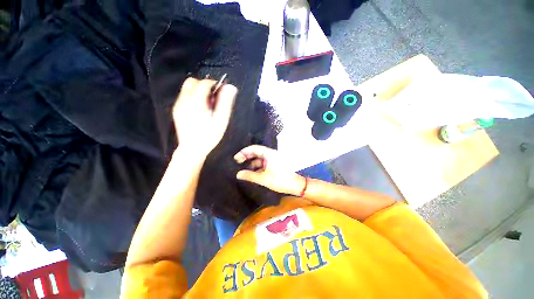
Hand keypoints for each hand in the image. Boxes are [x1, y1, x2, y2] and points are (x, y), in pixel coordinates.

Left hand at [173, 77, 236, 158]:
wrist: (192, 149)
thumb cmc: (209, 135)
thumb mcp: (221, 120)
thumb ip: (225, 102)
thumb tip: (231, 87)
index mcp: (197, 102)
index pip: (205, 83)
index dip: (215, 84)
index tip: (222, 92)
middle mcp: (185, 100)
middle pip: (193, 81)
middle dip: (205, 85)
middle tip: (213, 98)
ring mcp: (179, 105)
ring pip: (187, 88)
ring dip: (199, 91)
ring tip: (207, 104)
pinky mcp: (176, 110)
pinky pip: (184, 96)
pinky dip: (193, 97)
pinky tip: (200, 110)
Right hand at [234, 145, 305, 195]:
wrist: (295, 185)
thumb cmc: (280, 180)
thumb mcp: (263, 178)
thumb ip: (250, 176)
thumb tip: (238, 174)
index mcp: (269, 154)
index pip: (254, 148)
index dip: (244, 152)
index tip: (236, 159)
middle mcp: (271, 154)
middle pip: (256, 153)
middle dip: (247, 157)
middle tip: (237, 163)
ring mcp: (273, 159)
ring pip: (259, 159)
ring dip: (251, 163)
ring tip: (243, 170)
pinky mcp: (274, 164)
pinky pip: (263, 163)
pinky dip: (257, 167)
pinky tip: (252, 173)